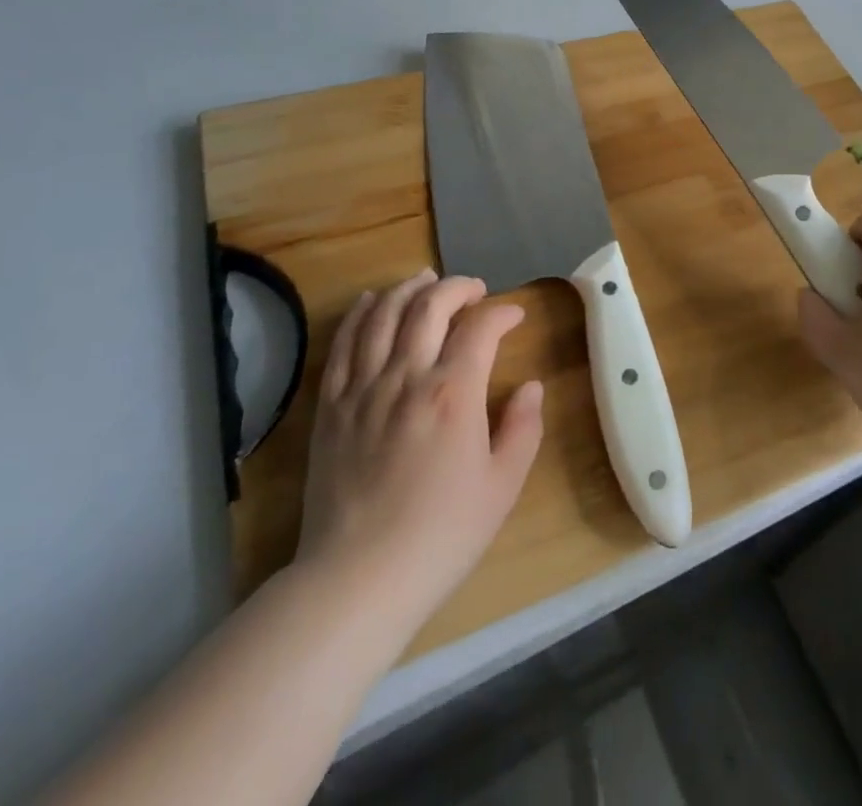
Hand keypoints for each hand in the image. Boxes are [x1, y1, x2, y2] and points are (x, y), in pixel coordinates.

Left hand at [293, 270, 542, 627]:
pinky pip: (343, 344)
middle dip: (456, 287)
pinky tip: (373, 302)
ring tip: (426, 281)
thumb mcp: (502, 487)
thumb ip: (523, 428)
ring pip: (383, 314)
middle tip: (473, 290)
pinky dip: (360, 314)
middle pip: (429, 305)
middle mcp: (406, 376)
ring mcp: (363, 388)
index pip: (480, 327)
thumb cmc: (441, 535)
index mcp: (454, 393)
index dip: (502, 313)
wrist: (358, 579)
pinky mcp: (331, 406)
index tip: (514, 316)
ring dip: (408, 289)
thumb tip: (530, 386)